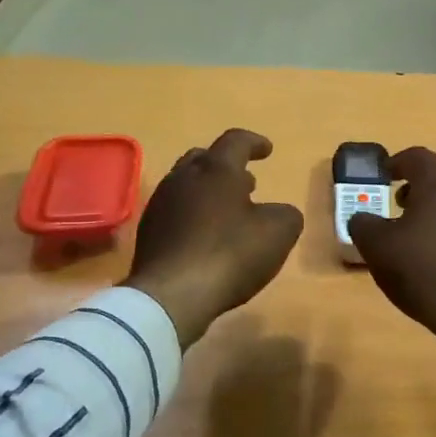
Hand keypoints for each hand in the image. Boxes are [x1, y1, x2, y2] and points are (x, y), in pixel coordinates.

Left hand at [127, 129, 303, 347]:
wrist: (171, 295)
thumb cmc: (230, 254)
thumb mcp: (279, 233)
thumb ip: (286, 214)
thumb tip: (278, 212)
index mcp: (217, 169)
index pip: (236, 141)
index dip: (254, 143)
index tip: (267, 151)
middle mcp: (184, 178)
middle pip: (204, 158)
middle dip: (227, 166)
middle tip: (246, 182)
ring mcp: (161, 204)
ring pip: (186, 184)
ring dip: (209, 191)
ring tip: (228, 210)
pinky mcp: (148, 232)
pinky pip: (175, 212)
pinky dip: (193, 215)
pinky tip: (205, 236)